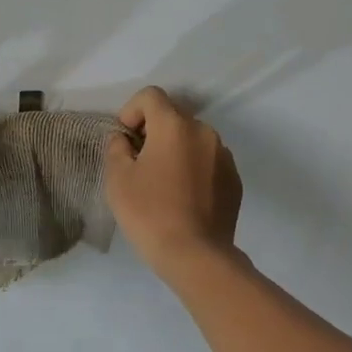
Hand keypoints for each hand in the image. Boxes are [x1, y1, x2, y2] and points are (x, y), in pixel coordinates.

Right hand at [104, 87, 242, 273]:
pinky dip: (194, 169)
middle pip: (173, 117)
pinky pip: (208, 162)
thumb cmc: (150, 212)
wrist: (196, 255)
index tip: (125, 140)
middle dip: (153, 132)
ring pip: (193, 139)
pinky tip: (184, 198)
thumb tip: (124, 139)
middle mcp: (204, 132)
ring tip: (163, 183)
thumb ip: (117, 148)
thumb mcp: (118, 178)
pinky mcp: (234, 180)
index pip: (151, 96)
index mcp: (175, 125)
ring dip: (176, 150)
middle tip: (139, 163)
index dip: (131, 111)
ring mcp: (224, 156)